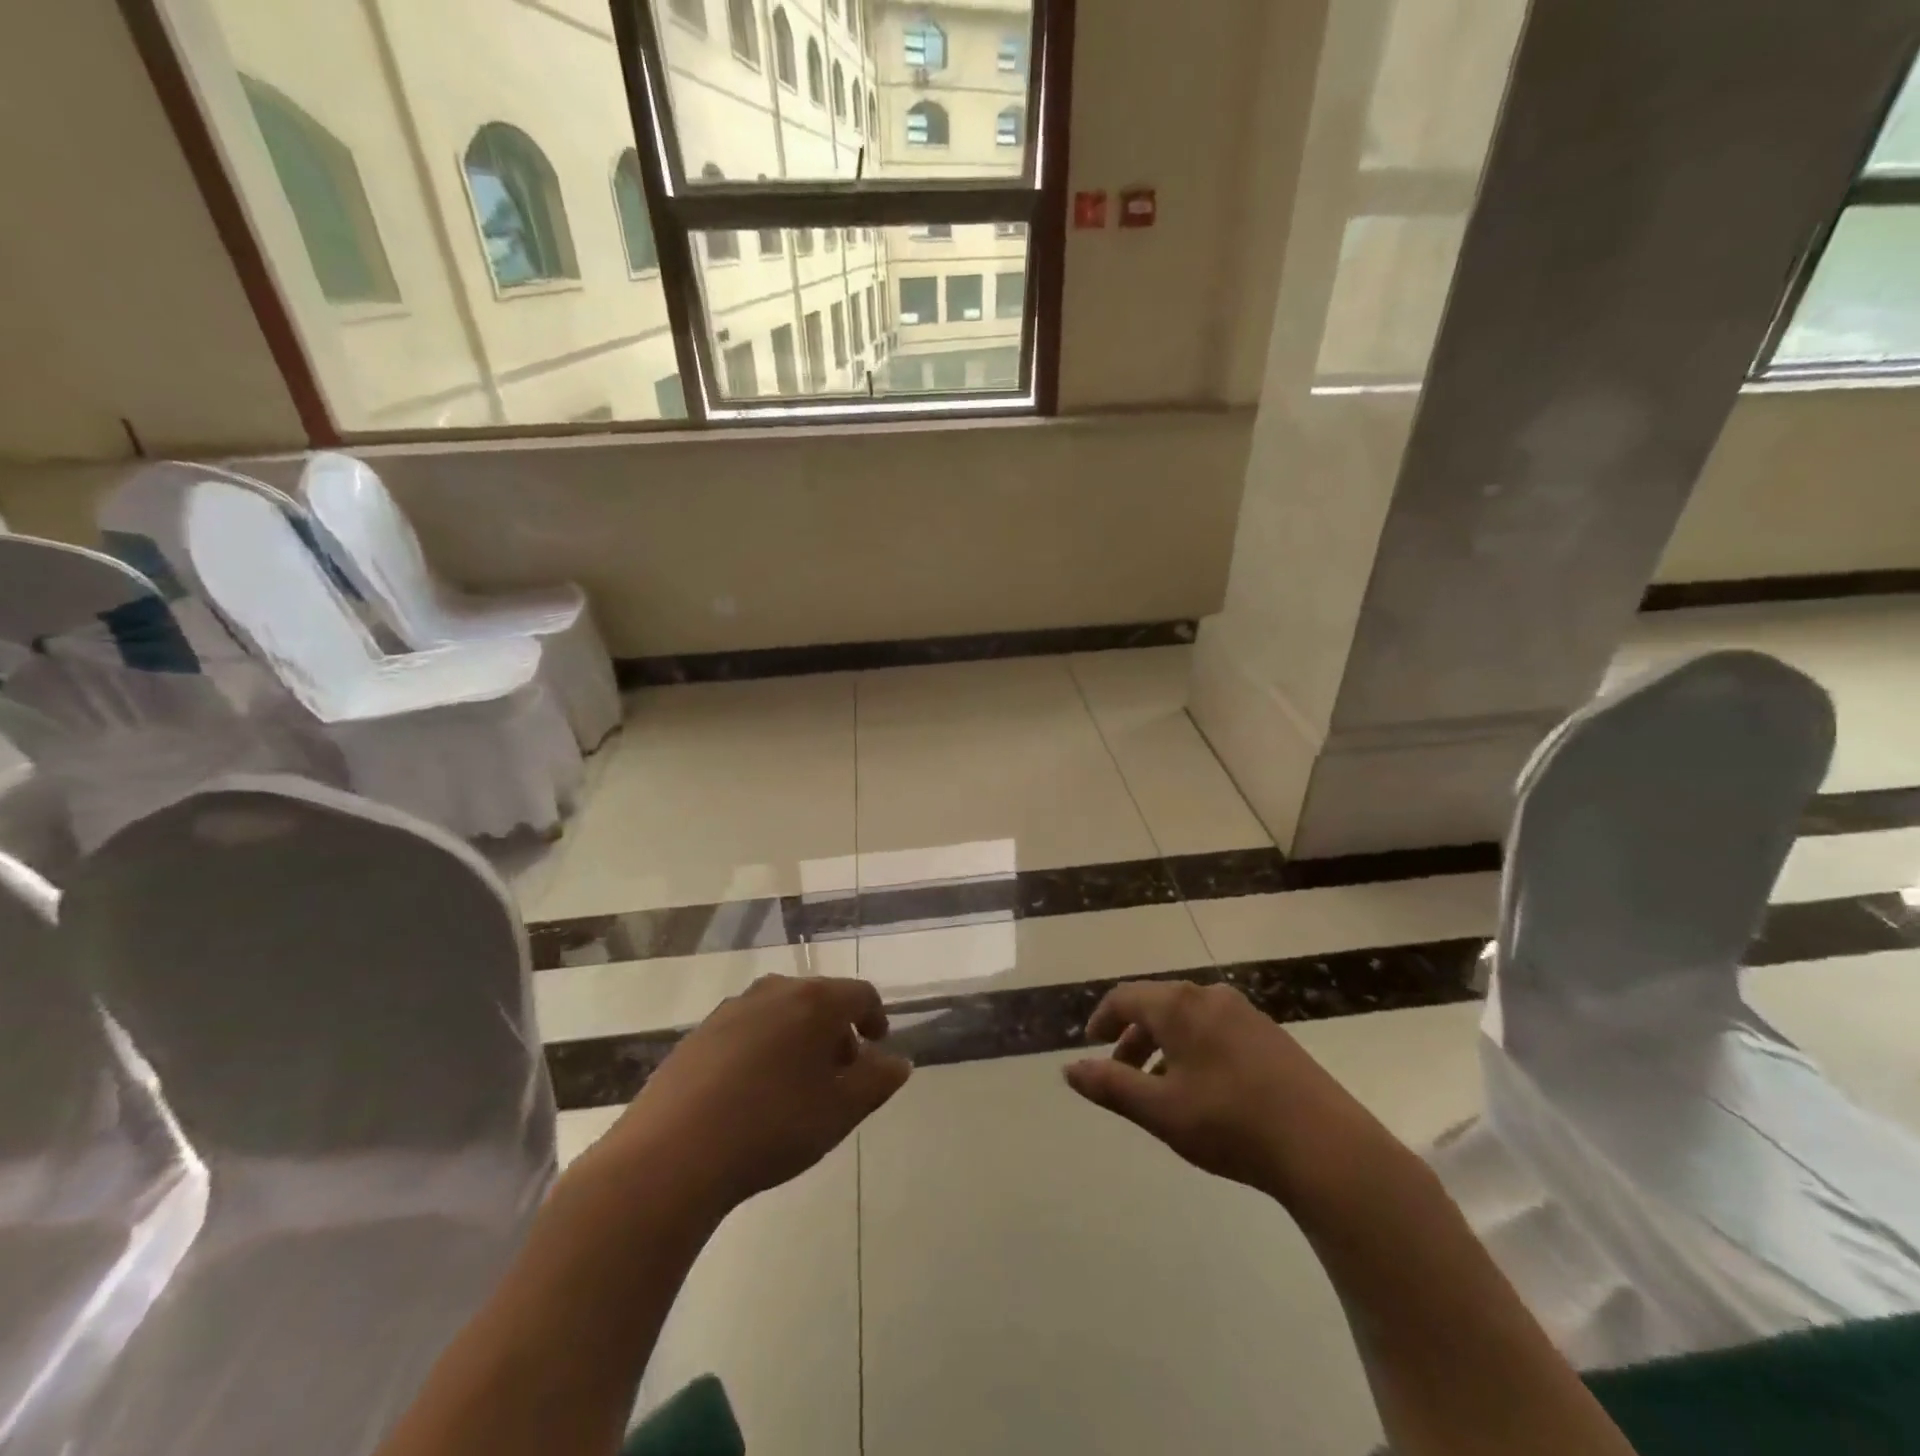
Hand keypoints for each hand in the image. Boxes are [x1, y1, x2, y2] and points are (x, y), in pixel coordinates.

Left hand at [592, 975, 910, 1215]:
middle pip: (818, 998)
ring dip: (798, 1037)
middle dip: (835, 1029)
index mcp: (815, 1001)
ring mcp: (731, 1010)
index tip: (877, 1044)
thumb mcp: (840, 1111)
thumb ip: (877, 1082)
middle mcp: (774, 991)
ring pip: (780, 1012)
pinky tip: (753, 1091)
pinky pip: (746, 1029)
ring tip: (797, 1083)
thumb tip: (898, 1062)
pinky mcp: (698, 1034)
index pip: (860, 994)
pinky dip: (763, 1047)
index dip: (874, 1017)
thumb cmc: (772, 1127)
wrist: (671, 1154)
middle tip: (840, 1070)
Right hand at [1065, 980, 1398, 1210]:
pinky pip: (1215, 1030)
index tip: (1090, 1044)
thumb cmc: (1231, 1123)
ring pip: (1188, 1019)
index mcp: (1180, 1006)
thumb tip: (1069, 1069)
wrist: (1326, 1147)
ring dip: (1163, 1046)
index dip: (1103, 1019)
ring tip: (1157, 1088)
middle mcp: (1211, 997)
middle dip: (1132, 1036)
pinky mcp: (1271, 1036)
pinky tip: (1201, 1090)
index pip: (1126, 997)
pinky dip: (1193, 1050)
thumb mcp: (1160, 1110)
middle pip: (1158, 1005)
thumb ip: (1111, 1086)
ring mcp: (1246, 1014)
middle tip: (1119, 1071)